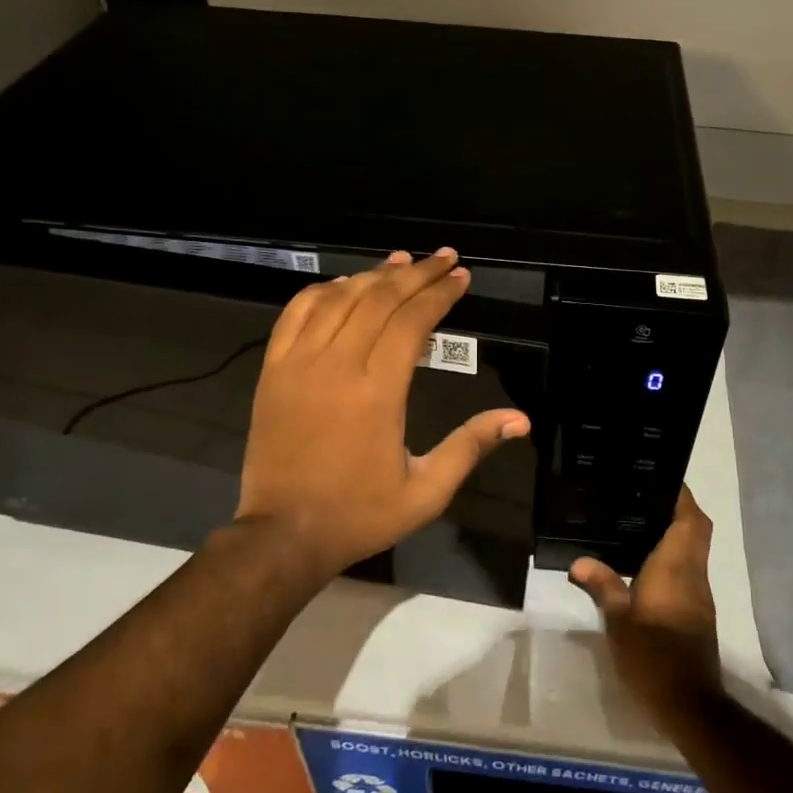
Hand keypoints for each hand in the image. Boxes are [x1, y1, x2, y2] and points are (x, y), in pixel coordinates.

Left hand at [236, 248, 530, 575]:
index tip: (461, 277)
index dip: (440, 294)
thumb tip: (520, 420)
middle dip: (416, 273)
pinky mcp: (273, 370)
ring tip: (402, 261)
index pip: (413, 322)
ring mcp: (298, 364)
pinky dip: (323, 291)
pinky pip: (297, 313)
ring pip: (339, 299)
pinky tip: (345, 284)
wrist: (283, 534)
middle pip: (380, 299)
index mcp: (378, 392)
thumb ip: (471, 447)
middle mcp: (337, 365)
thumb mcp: (427, 491)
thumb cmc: (360, 514)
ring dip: (374, 275)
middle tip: (443, 258)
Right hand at [569, 488, 722, 725]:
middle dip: (678, 509)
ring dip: (676, 532)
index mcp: (676, 566)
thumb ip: (602, 586)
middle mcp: (693, 573)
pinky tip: (644, 562)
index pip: (690, 519)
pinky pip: (688, 568)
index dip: (681, 496)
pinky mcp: (696, 610)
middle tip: (643, 498)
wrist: (688, 702)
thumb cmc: (652, 656)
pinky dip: (672, 556)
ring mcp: (698, 593)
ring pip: (694, 549)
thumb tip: (579, 561)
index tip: (661, 478)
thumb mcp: (618, 621)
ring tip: (637, 521)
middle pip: (697, 529)